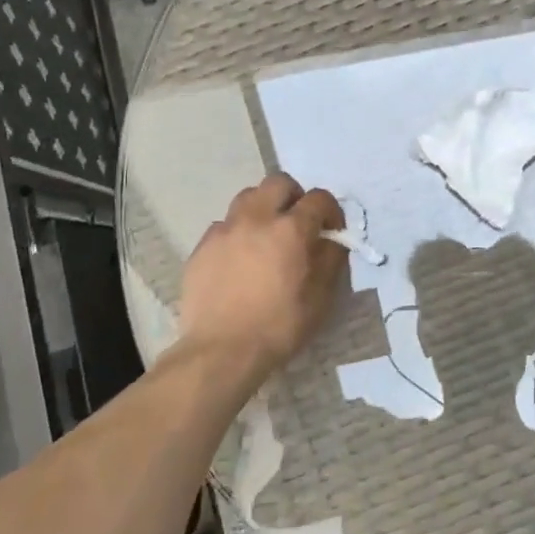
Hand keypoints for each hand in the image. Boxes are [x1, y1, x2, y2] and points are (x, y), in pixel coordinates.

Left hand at [179, 174, 346, 372]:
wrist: (222, 350)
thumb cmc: (280, 326)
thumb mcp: (321, 298)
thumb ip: (331, 260)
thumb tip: (332, 240)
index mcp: (291, 229)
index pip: (319, 198)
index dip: (331, 211)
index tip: (332, 230)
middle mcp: (257, 219)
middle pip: (278, 183)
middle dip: (294, 197)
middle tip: (298, 223)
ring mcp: (225, 230)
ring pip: (247, 197)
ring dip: (264, 208)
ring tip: (267, 236)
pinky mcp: (202, 246)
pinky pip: (225, 225)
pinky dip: (238, 233)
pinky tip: (240, 259)